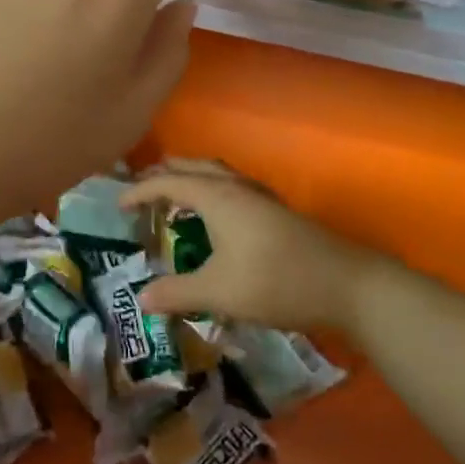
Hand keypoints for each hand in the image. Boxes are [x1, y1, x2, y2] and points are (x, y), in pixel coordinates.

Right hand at [126, 161, 386, 333]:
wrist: (347, 285)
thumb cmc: (275, 281)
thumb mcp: (218, 292)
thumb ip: (176, 292)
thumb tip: (141, 296)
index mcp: (217, 196)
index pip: (168, 182)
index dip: (139, 191)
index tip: (117, 205)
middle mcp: (236, 187)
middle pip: (192, 167)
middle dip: (163, 175)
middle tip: (140, 192)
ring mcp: (259, 196)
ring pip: (216, 174)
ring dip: (190, 180)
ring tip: (173, 200)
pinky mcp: (276, 211)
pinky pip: (230, 187)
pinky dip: (210, 191)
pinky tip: (215, 219)